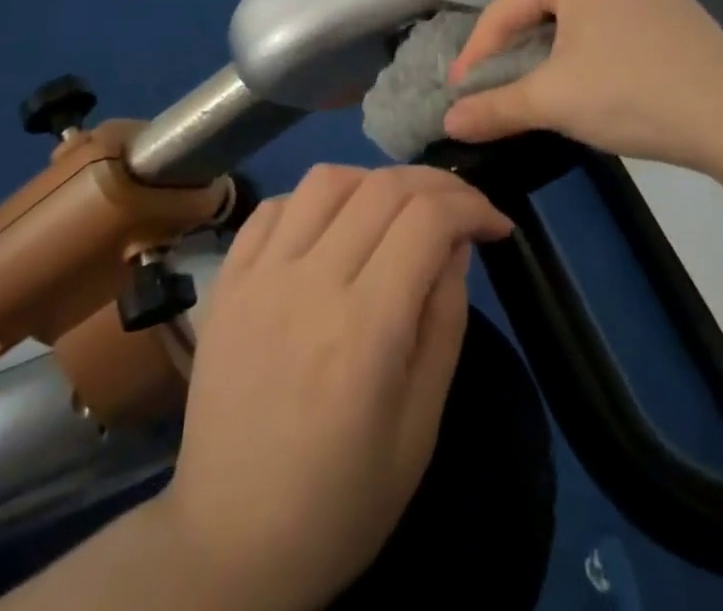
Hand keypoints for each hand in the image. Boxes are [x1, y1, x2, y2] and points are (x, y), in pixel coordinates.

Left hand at [154, 164, 512, 610]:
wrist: (231, 542)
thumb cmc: (341, 501)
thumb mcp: (420, 427)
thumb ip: (444, 321)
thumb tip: (456, 242)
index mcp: (364, 330)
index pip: (427, 220)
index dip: (471, 206)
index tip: (496, 224)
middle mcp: (308, 284)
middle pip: (382, 187)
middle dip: (436, 184)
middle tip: (460, 208)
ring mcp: (258, 275)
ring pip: (326, 180)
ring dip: (374, 181)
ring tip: (395, 212)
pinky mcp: (227, 279)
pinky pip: (273, 206)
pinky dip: (313, 200)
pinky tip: (331, 227)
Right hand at [442, 0, 722, 170]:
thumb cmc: (630, 94)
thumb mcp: (552, 102)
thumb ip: (494, 107)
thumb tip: (448, 122)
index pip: (506, 7)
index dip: (478, 51)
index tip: (459, 89)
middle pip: (541, 2)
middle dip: (515, 42)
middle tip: (498, 80)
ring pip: (578, 8)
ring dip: (552, 42)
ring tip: (542, 78)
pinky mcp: (673, 3)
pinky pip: (612, 16)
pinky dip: (591, 41)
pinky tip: (597, 73)